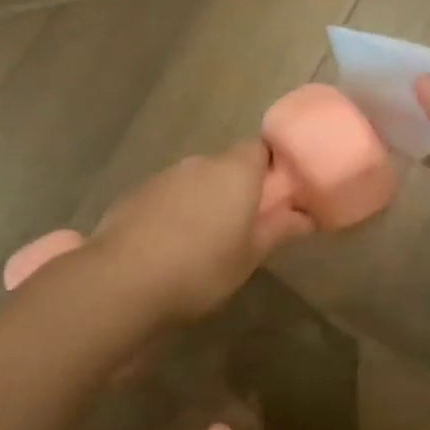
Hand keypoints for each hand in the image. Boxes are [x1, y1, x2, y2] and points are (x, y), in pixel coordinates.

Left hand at [89, 140, 312, 322]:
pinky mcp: (134, 194)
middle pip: (226, 165)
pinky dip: (173, 212)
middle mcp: (199, 163)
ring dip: (202, 201)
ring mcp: (162, 176)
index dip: (270, 169)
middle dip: (236, 189)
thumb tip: (306, 216)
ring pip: (194, 181)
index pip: (260, 149)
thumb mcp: (250, 256)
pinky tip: (168, 246)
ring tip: (202, 243)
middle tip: (243, 227)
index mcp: (234, 171)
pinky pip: (166, 196)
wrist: (123, 280)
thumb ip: (279, 230)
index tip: (276, 197)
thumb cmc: (201, 268)